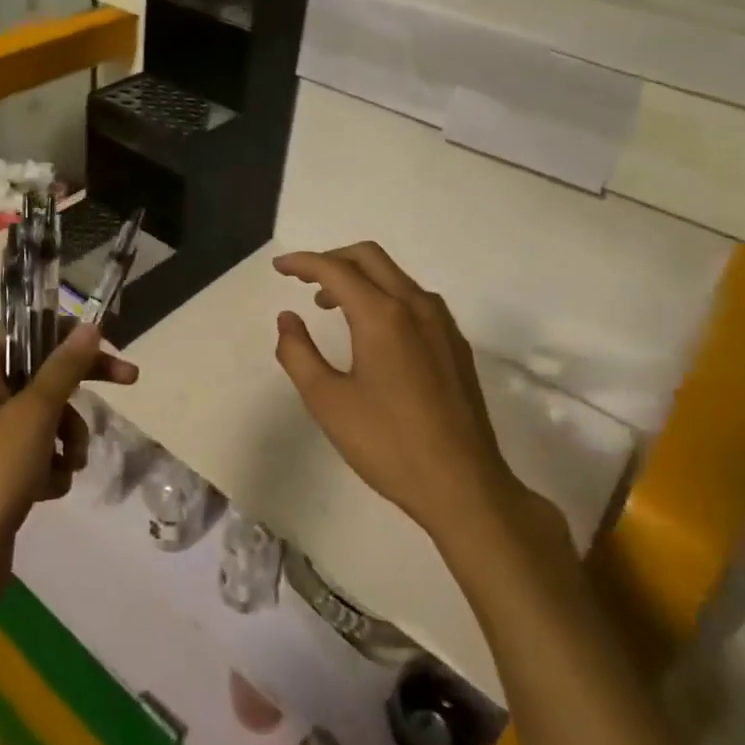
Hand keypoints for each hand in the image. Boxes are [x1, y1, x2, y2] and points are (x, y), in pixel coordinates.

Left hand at [0, 323, 137, 602]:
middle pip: (44, 373)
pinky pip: (38, 452)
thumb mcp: (35, 413)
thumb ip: (65, 367)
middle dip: (79, 388)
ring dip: (68, 436)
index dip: (68, 333)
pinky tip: (49, 489)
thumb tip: (89, 325)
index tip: (106, 341)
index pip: (29, 331)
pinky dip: (51, 466)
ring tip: (71, 464)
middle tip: (129, 379)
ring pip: (47, 416)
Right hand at [272, 242, 525, 538]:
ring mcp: (442, 323)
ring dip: (359, 277)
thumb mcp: (327, 402)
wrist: (464, 487)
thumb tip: (288, 318)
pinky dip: (384, 295)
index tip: (279, 268)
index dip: (303, 263)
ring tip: (330, 305)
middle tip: (303, 280)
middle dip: (332, 259)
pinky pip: (414, 298)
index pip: (336, 269)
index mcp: (383, 316)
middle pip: (369, 257)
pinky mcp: (455, 344)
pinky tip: (372, 330)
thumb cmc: (389, 445)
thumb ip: (298, 353)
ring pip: (395, 275)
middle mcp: (416, 306)